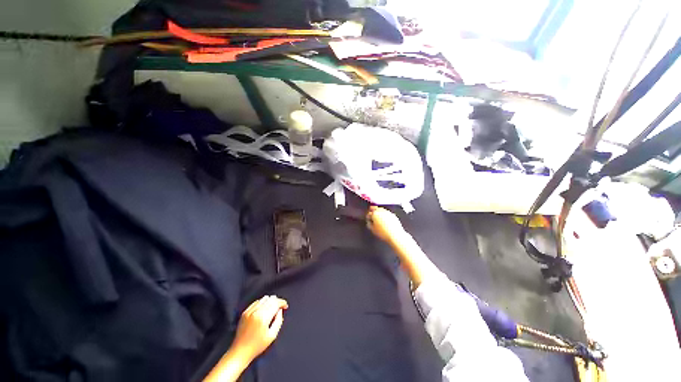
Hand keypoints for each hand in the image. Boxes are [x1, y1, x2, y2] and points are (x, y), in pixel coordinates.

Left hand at [231, 295, 288, 363]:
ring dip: (270, 301)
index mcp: (263, 318)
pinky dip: (262, 303)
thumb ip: (279, 321)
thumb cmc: (257, 346)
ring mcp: (249, 311)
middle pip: (270, 299)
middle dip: (277, 301)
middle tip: (280, 307)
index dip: (282, 303)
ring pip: (263, 299)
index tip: (285, 306)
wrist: (240, 352)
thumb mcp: (272, 336)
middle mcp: (256, 312)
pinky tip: (264, 309)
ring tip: (272, 308)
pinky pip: (256, 302)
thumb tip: (280, 310)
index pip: (275, 303)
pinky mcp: (244, 313)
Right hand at [366, 206, 405, 243]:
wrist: (395, 235)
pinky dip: (385, 216)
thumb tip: (369, 221)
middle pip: (376, 208)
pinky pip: (387, 213)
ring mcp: (388, 212)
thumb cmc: (383, 233)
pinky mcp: (394, 215)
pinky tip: (386, 222)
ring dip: (380, 213)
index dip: (368, 215)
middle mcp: (382, 211)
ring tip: (380, 220)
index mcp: (375, 213)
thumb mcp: (372, 229)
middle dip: (374, 212)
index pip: (369, 211)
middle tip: (374, 218)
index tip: (369, 218)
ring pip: (382, 210)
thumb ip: (369, 223)